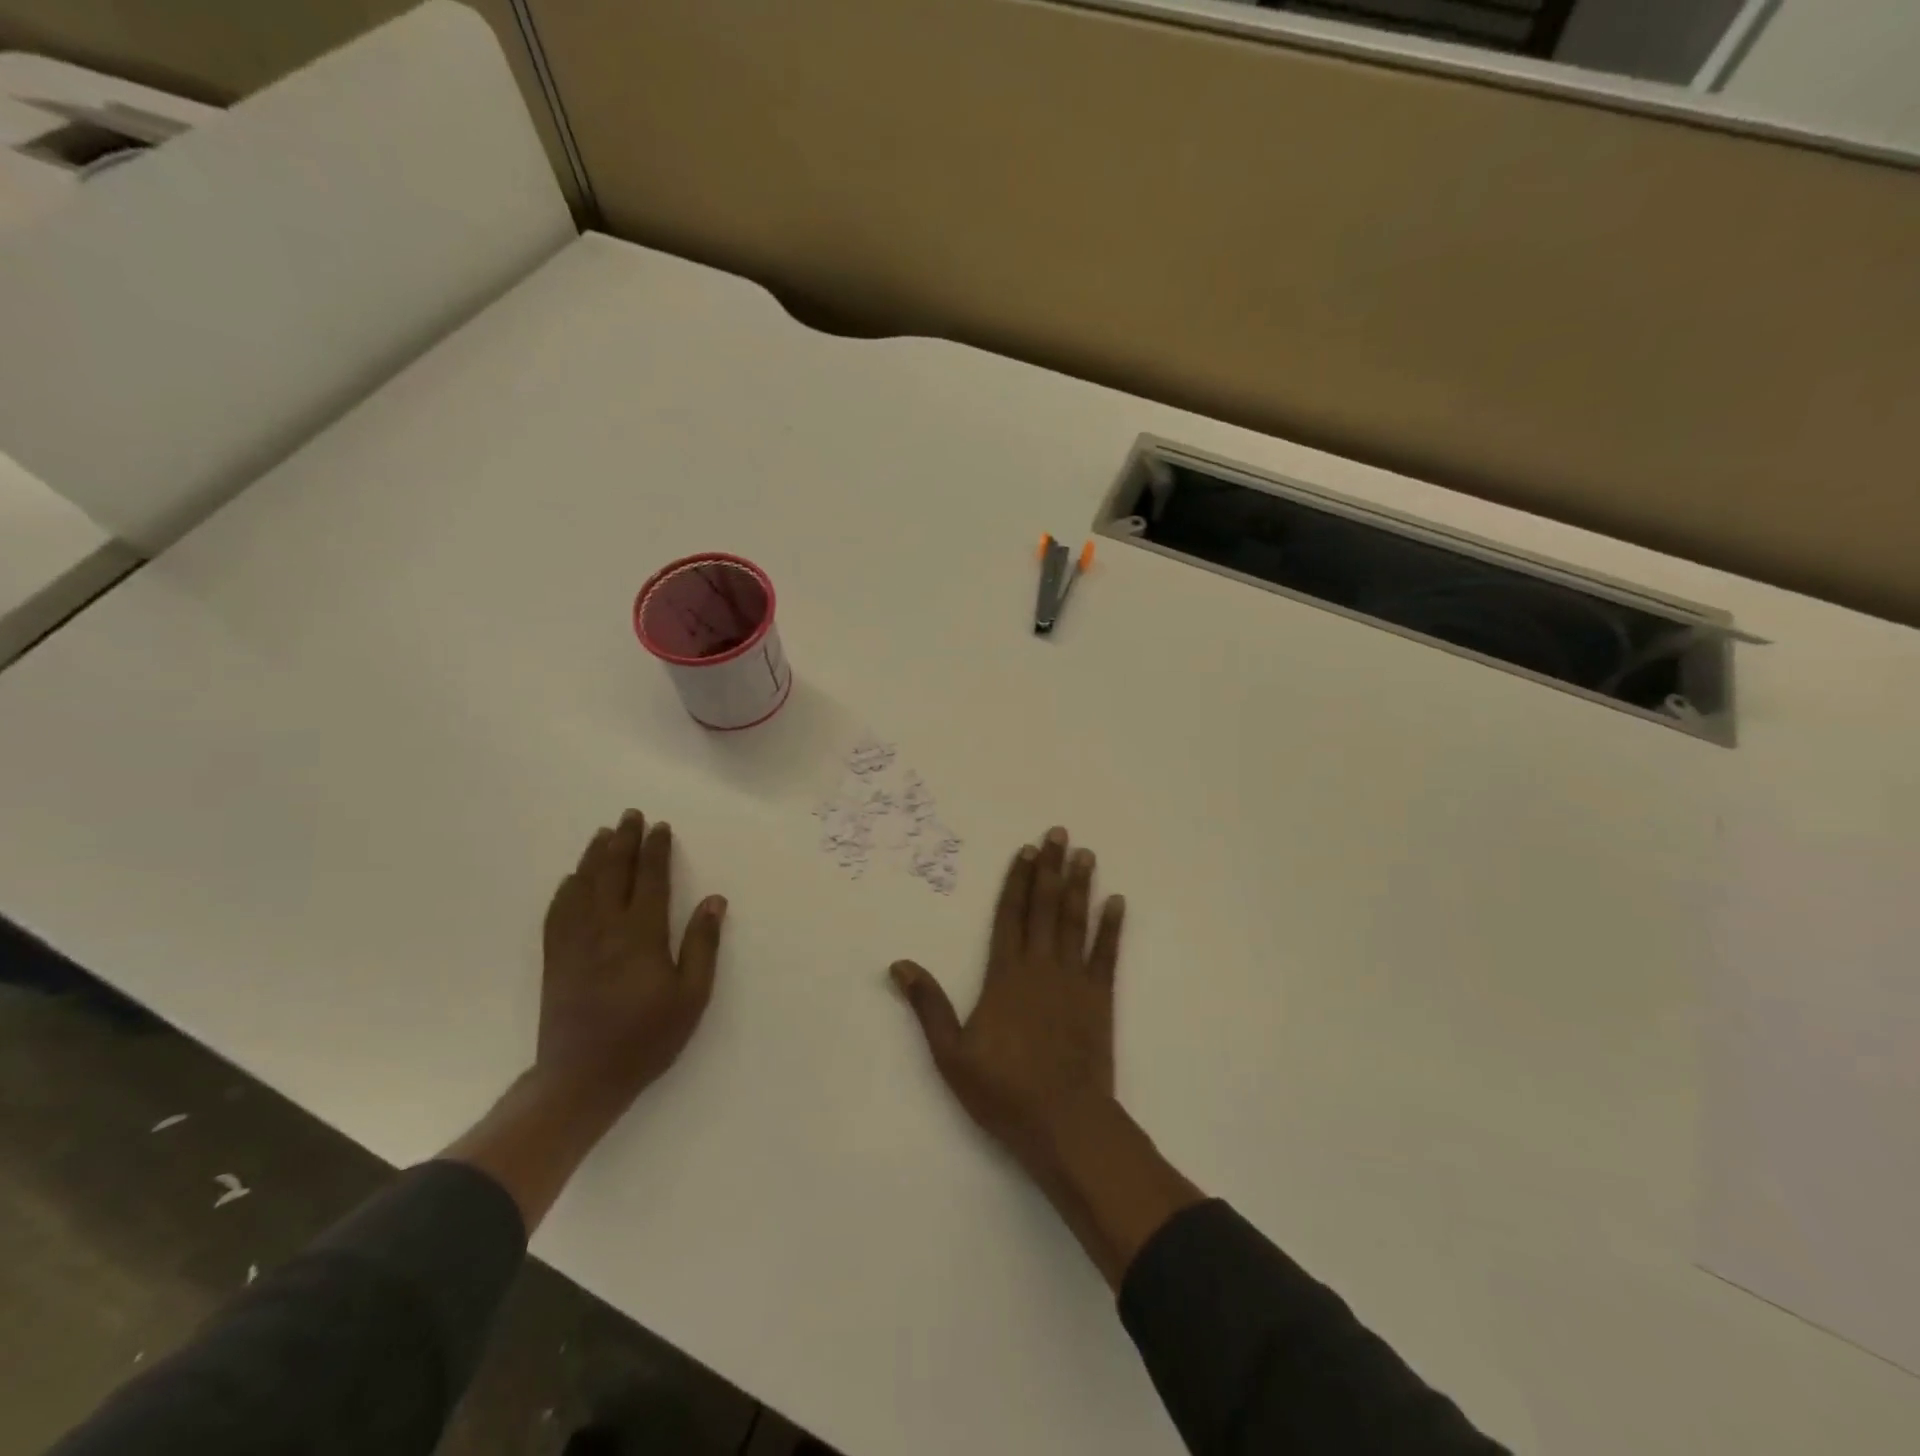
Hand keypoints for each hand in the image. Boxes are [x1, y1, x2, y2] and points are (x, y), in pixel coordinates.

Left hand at [537, 810, 726, 1111]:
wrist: (581, 1079)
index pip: (650, 879)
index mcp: (641, 935)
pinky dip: (566, 889)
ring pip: (583, 886)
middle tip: (630, 815)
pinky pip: (558, 912)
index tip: (661, 827)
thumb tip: (714, 901)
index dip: (656, 851)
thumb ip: (702, 945)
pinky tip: (571, 879)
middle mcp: (605, 928)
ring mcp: (574, 942)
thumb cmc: (646, 1038)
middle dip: (624, 841)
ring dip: (594, 856)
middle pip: (613, 873)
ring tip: (603, 834)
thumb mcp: (691, 997)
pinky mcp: (555, 959)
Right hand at [891, 826, 1202, 1286]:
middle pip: (1045, 908)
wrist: (1064, 1122)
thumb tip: (899, 965)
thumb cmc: (1003, 1090)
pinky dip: (1111, 927)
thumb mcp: (951, 1054)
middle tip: (1059, 833)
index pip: (1010, 916)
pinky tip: (1116, 902)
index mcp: (1005, 975)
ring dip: (1080, 886)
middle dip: (1050, 869)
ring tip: (1086, 854)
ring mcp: (1074, 980)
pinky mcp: (1100, 998)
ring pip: (1076, 922)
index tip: (1026, 851)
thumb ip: (929, 1006)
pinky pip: (1107, 954)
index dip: (1017, 881)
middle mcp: (1040, 967)